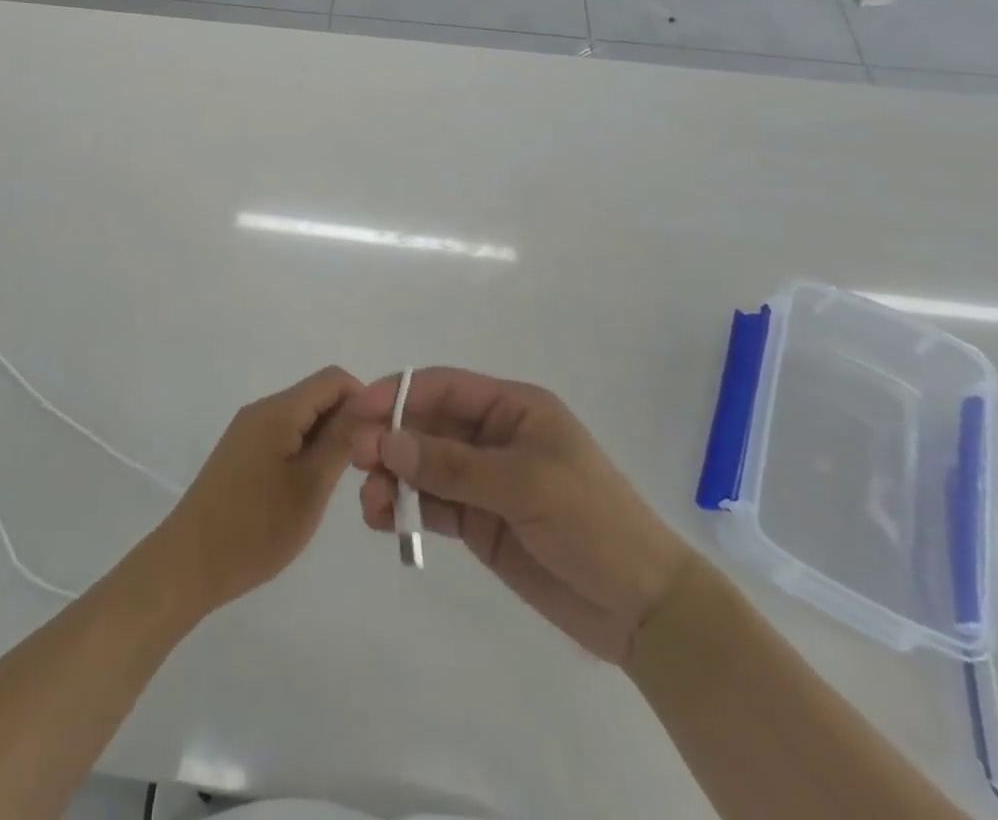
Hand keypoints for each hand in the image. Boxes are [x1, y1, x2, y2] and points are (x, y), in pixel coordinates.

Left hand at [150, 366, 363, 614]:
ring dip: (327, 439)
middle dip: (347, 422)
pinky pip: (284, 435)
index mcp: (278, 410)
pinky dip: (305, 451)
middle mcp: (261, 410)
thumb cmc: (255, 528)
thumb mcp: (310, 486)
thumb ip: (341, 440)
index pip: (333, 379)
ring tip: (339, 482)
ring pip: (301, 418)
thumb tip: (370, 404)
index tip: (381, 439)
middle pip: (317, 396)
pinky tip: (310, 487)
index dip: (363, 400)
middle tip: (365, 468)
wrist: (188, 565)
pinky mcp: (241, 452)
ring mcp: (248, 431)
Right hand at [352, 368, 687, 664]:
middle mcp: (494, 437)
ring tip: (369, 503)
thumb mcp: (525, 485)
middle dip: (390, 438)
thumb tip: (386, 442)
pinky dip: (405, 509)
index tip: (359, 410)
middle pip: (428, 426)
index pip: (445, 388)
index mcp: (513, 409)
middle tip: (355, 460)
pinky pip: (433, 506)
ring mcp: (485, 481)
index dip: (399, 393)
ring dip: (392, 477)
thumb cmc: (593, 523)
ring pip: (424, 467)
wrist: (642, 608)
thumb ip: (454, 465)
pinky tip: (383, 520)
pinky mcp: (480, 522)